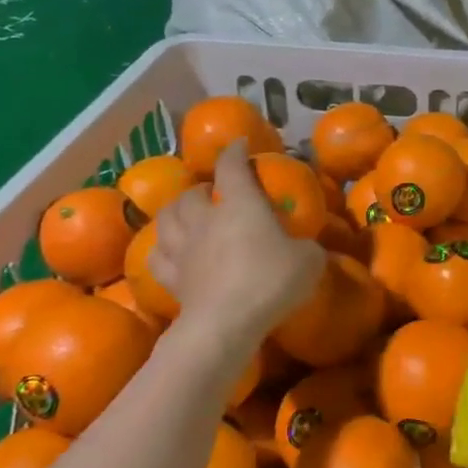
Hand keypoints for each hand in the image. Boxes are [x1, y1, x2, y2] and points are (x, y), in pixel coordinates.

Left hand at [150, 142, 324, 341]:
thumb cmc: (271, 280)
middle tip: (211, 191)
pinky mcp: (171, 279)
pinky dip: (162, 248)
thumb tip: (304, 247)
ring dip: (176, 211)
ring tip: (185, 213)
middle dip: (200, 188)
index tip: (240, 145)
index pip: (232, 167)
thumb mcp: (309, 260)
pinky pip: (158, 256)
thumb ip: (306, 246)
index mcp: (241, 205)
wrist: (226, 323)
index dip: (235, 152)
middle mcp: (206, 219)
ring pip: (167, 219)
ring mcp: (183, 249)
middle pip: (191, 193)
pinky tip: (168, 250)